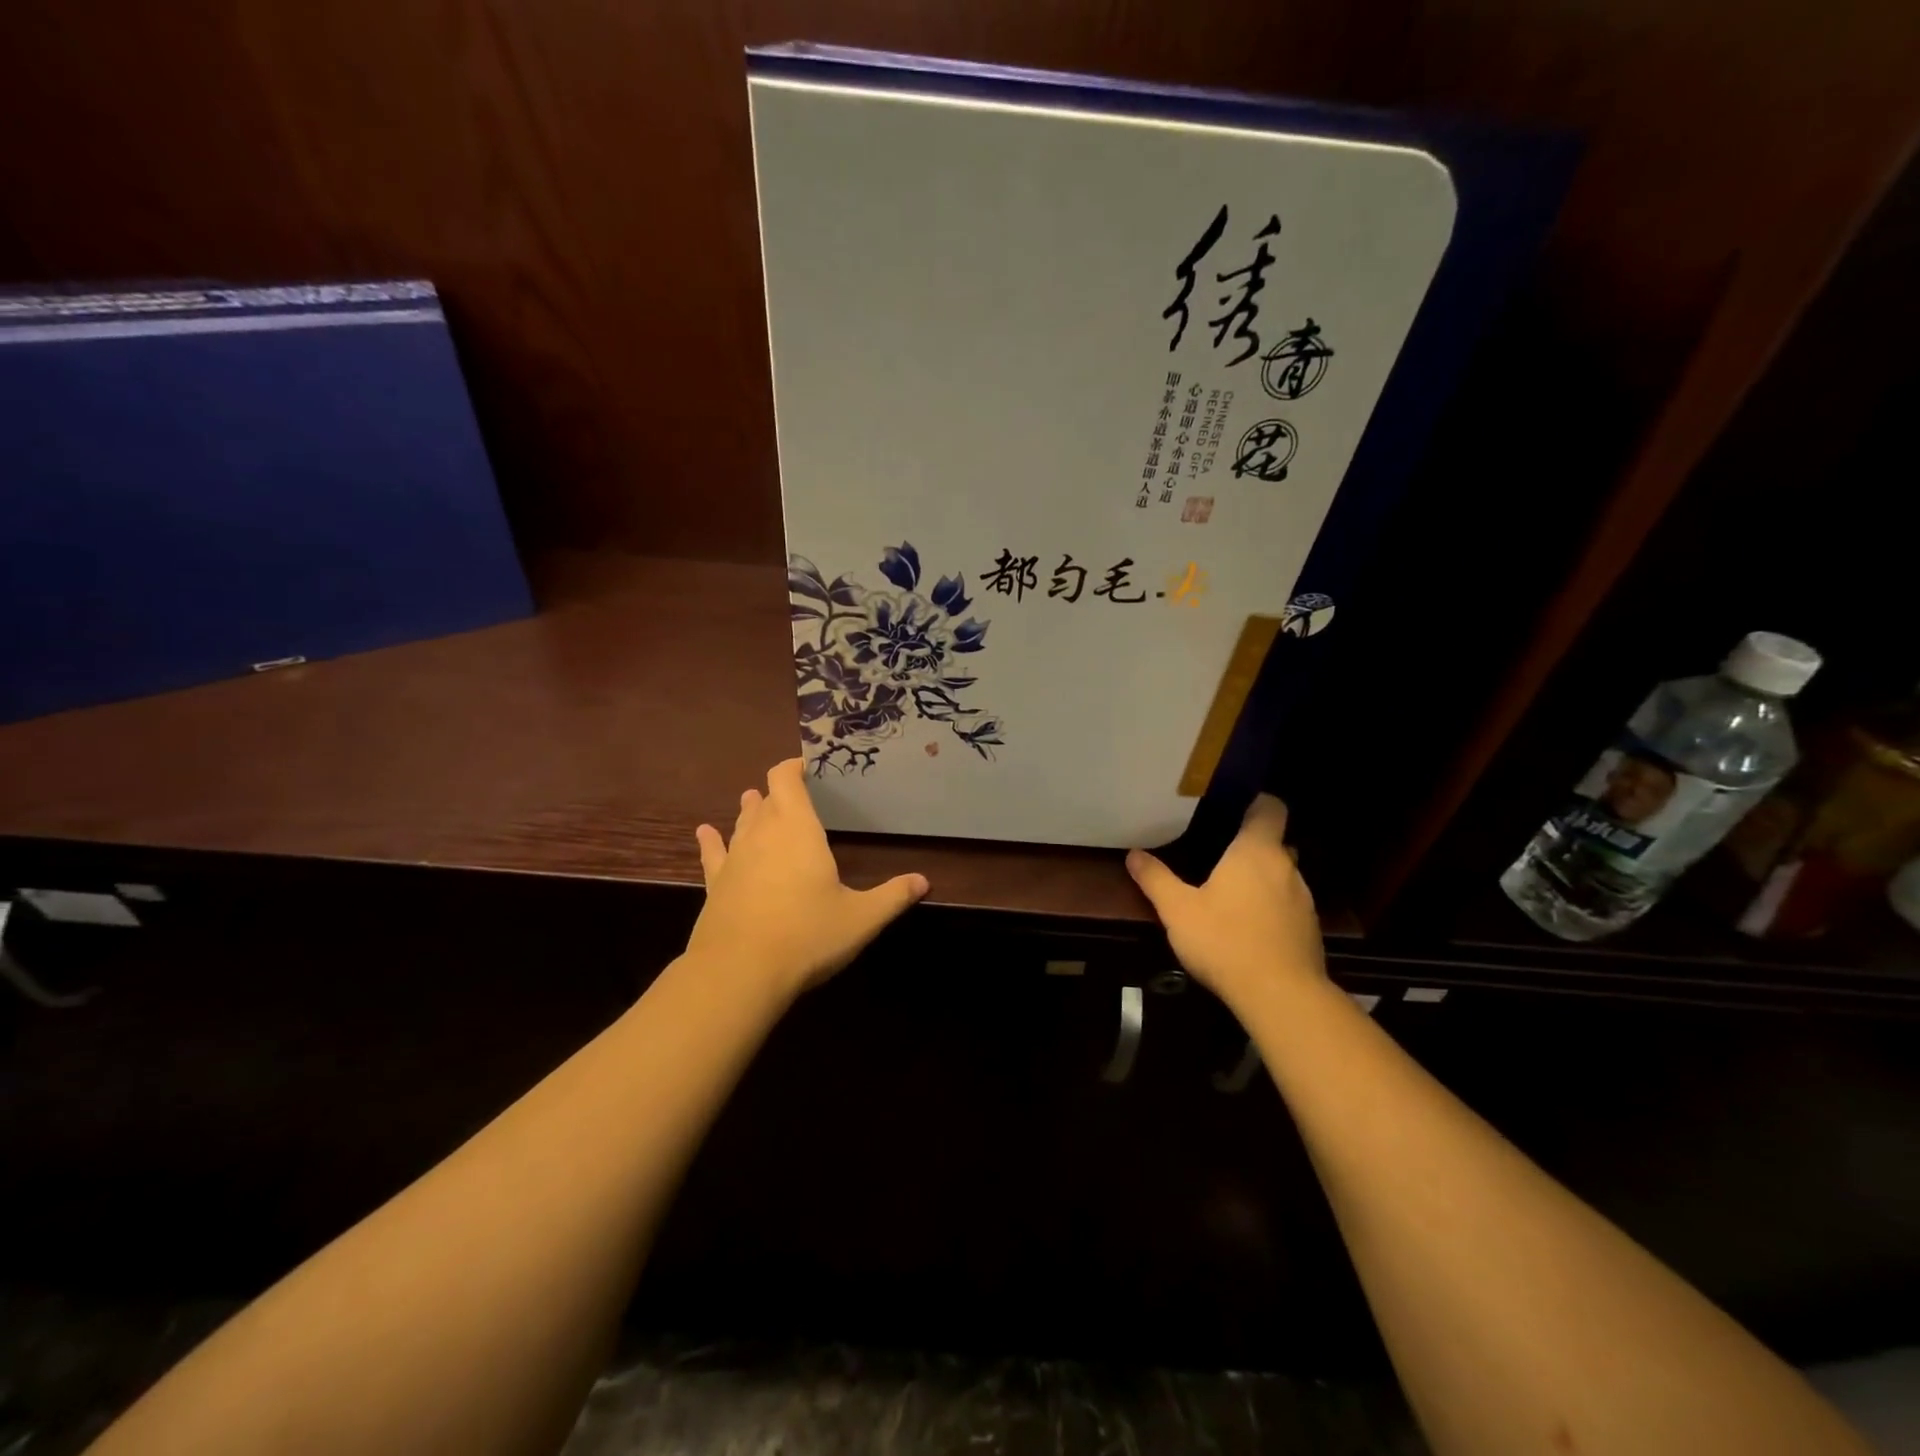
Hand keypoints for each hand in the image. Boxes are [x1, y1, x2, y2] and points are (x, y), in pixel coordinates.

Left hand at [687, 759, 928, 997]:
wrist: (740, 973)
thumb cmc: (807, 935)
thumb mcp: (861, 918)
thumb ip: (893, 897)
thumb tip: (924, 882)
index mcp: (798, 829)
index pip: (786, 780)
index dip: (793, 766)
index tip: (806, 763)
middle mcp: (762, 834)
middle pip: (765, 799)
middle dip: (777, 791)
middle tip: (793, 791)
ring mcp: (735, 859)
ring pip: (742, 823)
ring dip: (751, 810)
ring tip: (754, 800)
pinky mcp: (715, 885)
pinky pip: (712, 853)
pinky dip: (710, 840)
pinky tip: (704, 832)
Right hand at [1126, 794, 1325, 1009]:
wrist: (1281, 996)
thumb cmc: (1226, 941)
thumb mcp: (1178, 910)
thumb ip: (1156, 879)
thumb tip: (1134, 855)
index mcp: (1256, 851)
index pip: (1270, 808)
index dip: (1256, 803)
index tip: (1235, 807)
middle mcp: (1286, 867)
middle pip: (1275, 843)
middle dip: (1251, 846)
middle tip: (1220, 854)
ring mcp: (1304, 900)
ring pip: (1282, 876)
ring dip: (1261, 880)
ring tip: (1231, 894)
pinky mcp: (1310, 930)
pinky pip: (1288, 906)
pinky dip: (1271, 908)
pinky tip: (1248, 928)